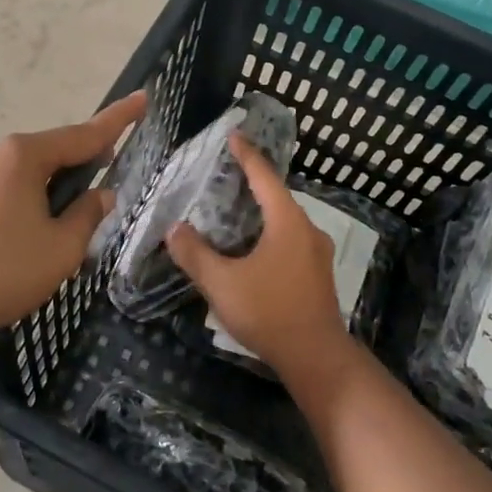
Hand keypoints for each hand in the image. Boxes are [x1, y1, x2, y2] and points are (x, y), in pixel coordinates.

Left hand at [0, 91, 146, 338]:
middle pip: (51, 152)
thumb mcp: (61, 248)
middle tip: (107, 176)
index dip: (118, 119)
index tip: (143, 98)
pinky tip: (28, 236)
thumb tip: (100, 195)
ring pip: (26, 174)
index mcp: (24, 156)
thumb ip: (87, 216)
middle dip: (82, 162)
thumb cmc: (1, 270)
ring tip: (68, 222)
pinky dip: (26, 202)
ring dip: (52, 189)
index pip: (84, 134)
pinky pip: (3, 191)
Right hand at [165, 135, 353, 376]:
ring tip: (235, 207)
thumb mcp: (222, 283)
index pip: (264, 177)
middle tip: (226, 172)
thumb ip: (195, 254)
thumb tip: (174, 229)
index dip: (246, 155)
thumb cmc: (269, 312)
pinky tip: (253, 245)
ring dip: (262, 209)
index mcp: (286, 222)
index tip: (233, 135)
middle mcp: (307, 229)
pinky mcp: (317, 273)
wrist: (316, 357)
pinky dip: (270, 231)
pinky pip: (290, 239)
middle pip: (277, 196)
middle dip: (252, 182)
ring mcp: (316, 252)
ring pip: (285, 220)